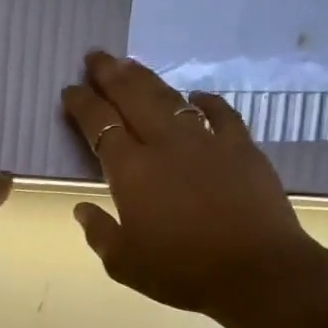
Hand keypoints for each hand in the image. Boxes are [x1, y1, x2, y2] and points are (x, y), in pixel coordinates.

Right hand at [62, 52, 320, 321]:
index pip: (99, 125)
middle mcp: (165, 144)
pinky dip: (205, 101)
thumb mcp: (125, 264)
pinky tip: (196, 96)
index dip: (82, 105)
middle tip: (96, 56)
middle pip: (132, 97)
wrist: (257, 271)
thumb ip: (100, 234)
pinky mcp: (241, 147)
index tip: (70, 90)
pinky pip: (220, 113)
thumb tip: (83, 210)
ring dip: (147, 78)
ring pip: (171, 98)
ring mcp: (207, 141)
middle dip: (110, 74)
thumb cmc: (182, 271)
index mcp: (131, 171)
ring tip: (131, 64)